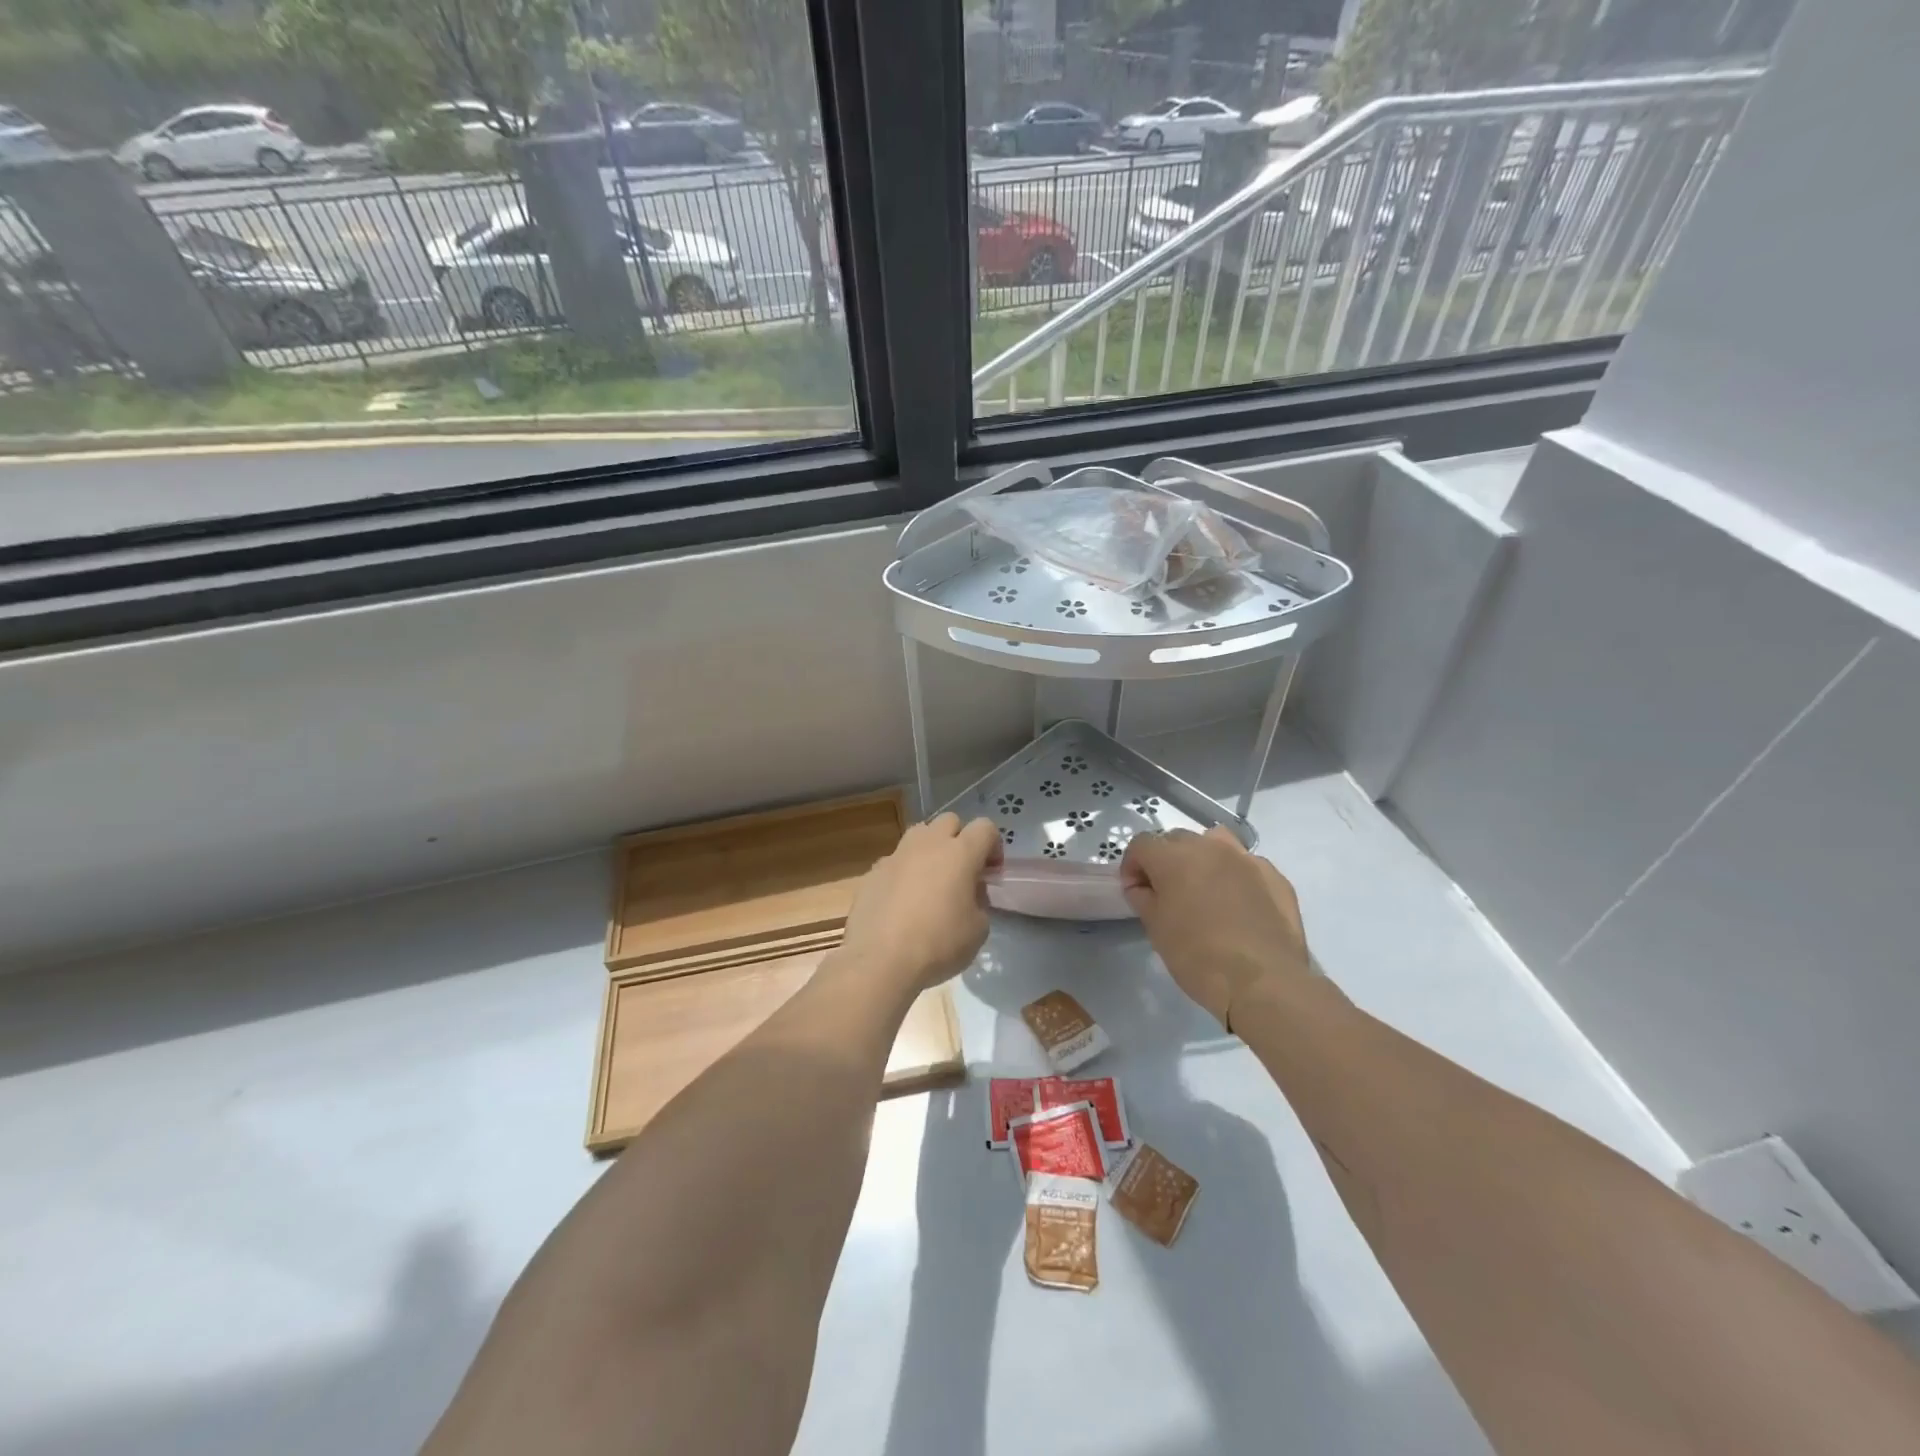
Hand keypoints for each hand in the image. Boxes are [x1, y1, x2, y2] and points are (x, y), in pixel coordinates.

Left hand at [834, 813, 1001, 998]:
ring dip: (930, 849)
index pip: (985, 827)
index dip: (993, 846)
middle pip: (950, 821)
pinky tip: (902, 901)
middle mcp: (928, 844)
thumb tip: (969, 894)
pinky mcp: (873, 871)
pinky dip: (904, 872)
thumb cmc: (938, 944)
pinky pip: (895, 860)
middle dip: (960, 839)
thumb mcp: (978, 930)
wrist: (880, 960)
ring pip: (919, 834)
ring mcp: (896, 855)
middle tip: (962, 871)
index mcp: (960, 853)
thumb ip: (979, 902)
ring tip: (931, 880)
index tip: (990, 873)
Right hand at [1120, 827, 1312, 1028]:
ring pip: (1215, 843)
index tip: (1135, 892)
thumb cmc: (1198, 957)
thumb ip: (1143, 898)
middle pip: (1177, 839)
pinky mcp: (1275, 876)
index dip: (1132, 866)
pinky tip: (1238, 906)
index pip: (1141, 844)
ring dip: (1202, 858)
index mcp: (1174, 857)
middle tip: (1167, 893)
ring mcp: (1246, 859)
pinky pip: (1245, 865)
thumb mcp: (1156, 929)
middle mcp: (1210, 847)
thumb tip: (1142, 887)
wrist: (1264, 983)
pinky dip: (1234, 876)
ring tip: (1204, 889)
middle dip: (1166, 861)